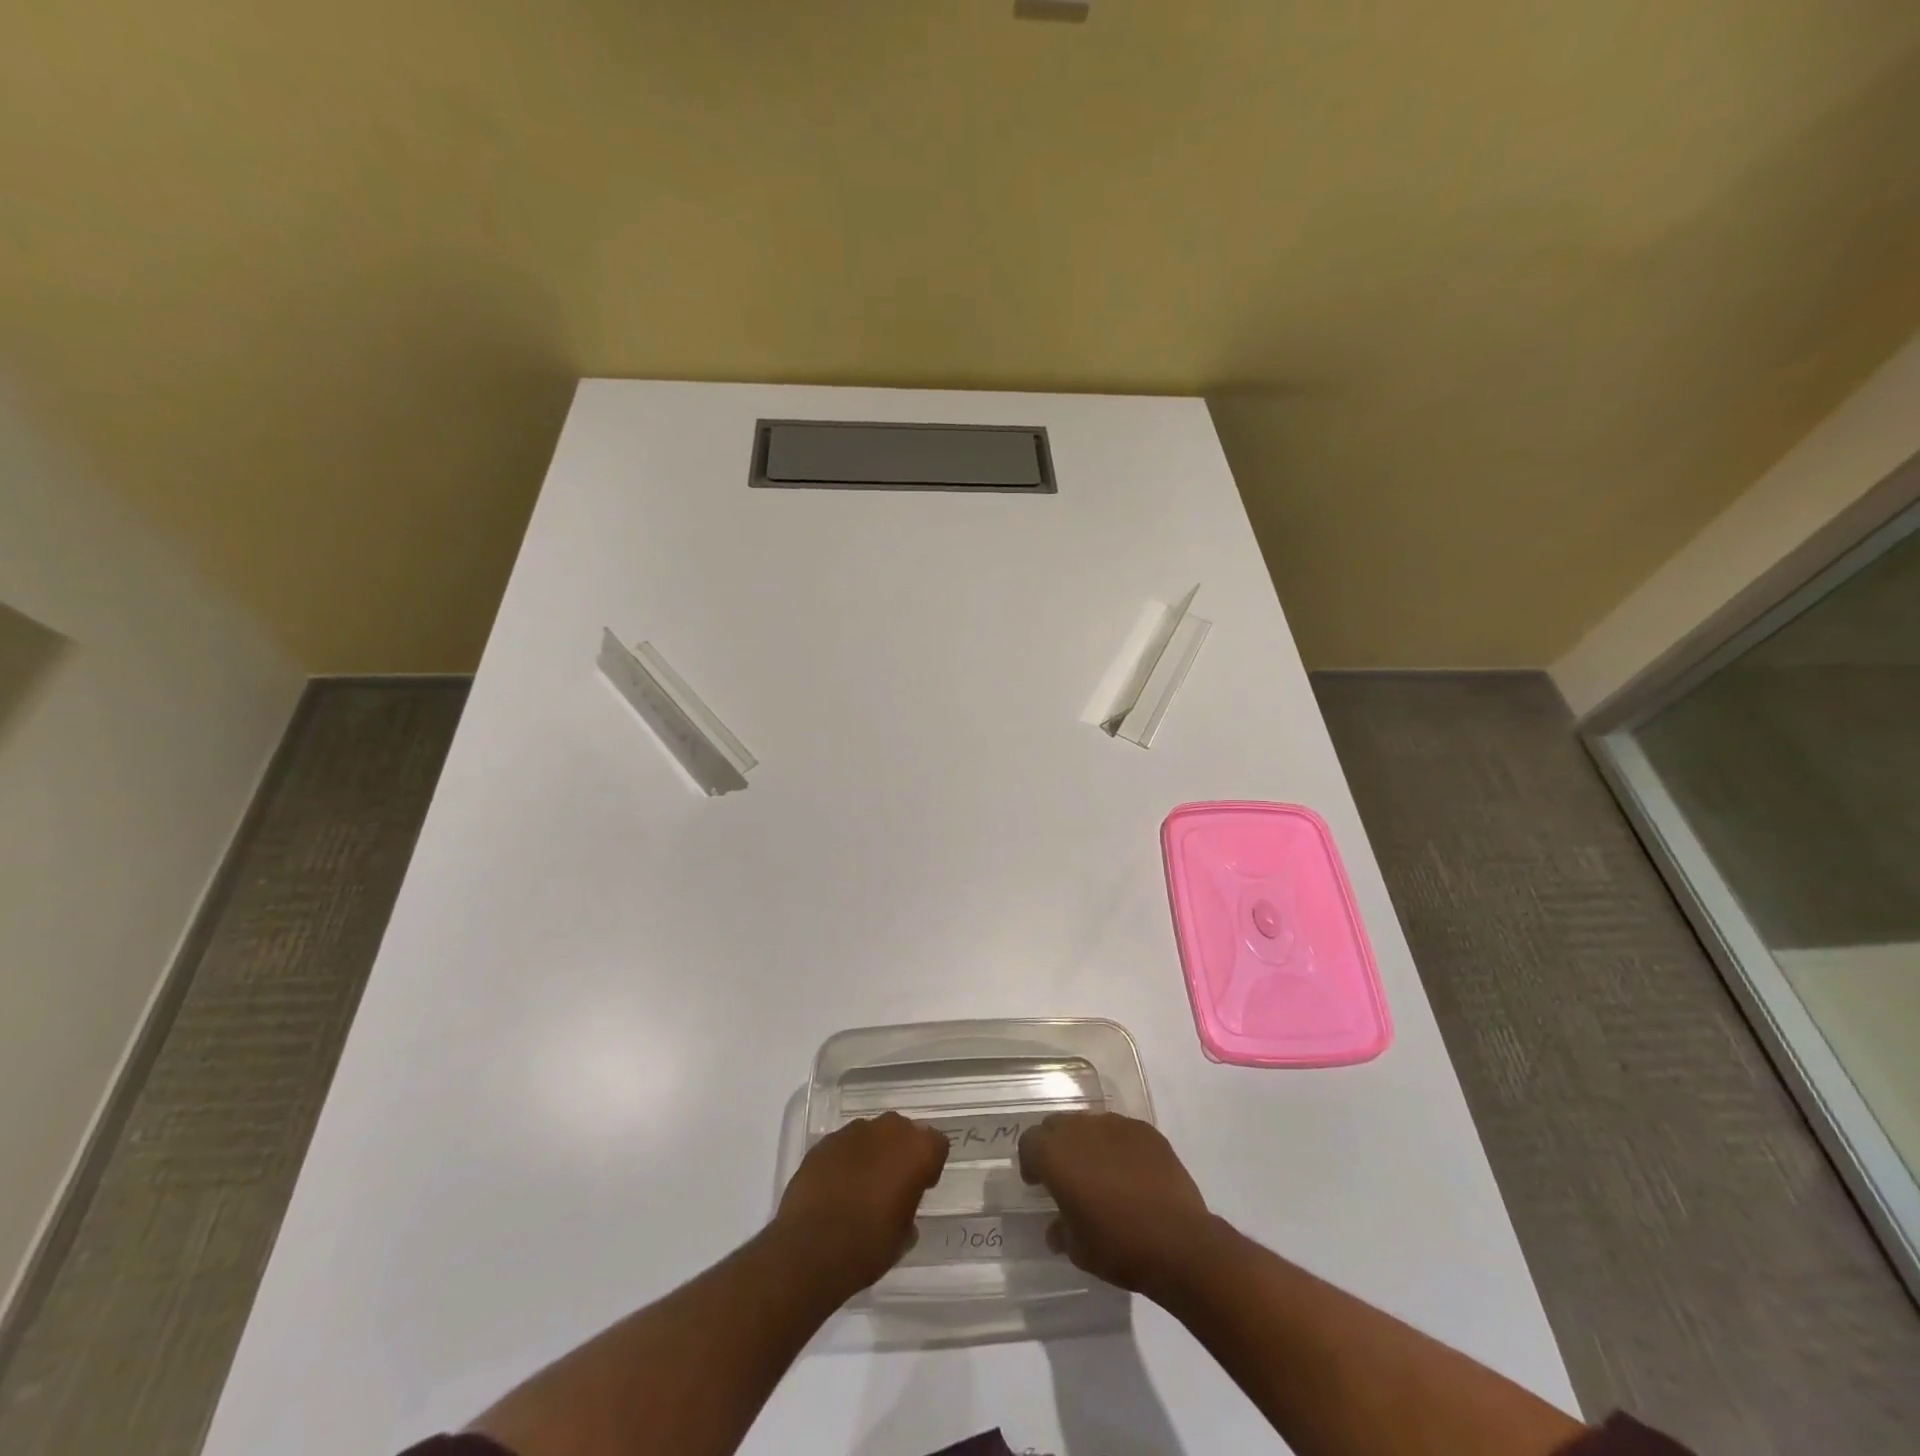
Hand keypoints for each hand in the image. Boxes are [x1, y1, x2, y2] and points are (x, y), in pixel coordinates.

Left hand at [774, 1112, 948, 1292]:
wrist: (810, 1250)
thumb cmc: (867, 1246)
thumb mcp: (903, 1236)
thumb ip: (909, 1208)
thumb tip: (901, 1205)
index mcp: (917, 1150)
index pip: (936, 1144)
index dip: (929, 1166)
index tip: (920, 1188)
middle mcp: (888, 1130)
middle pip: (903, 1131)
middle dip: (900, 1151)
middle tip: (892, 1183)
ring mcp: (853, 1132)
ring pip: (871, 1135)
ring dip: (872, 1152)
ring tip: (860, 1186)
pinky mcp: (824, 1142)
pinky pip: (844, 1145)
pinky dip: (845, 1160)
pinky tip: (836, 1187)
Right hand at [1018, 1111, 1213, 1296]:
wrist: (1178, 1242)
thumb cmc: (1118, 1246)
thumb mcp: (1078, 1249)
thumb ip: (1061, 1230)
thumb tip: (1057, 1226)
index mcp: (1056, 1154)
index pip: (1029, 1142)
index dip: (1030, 1161)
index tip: (1038, 1184)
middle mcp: (1081, 1129)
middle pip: (1057, 1125)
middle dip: (1056, 1146)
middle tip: (1066, 1176)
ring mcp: (1116, 1124)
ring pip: (1090, 1125)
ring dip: (1087, 1144)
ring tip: (1101, 1174)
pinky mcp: (1145, 1130)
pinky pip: (1121, 1131)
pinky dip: (1118, 1146)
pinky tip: (1131, 1174)